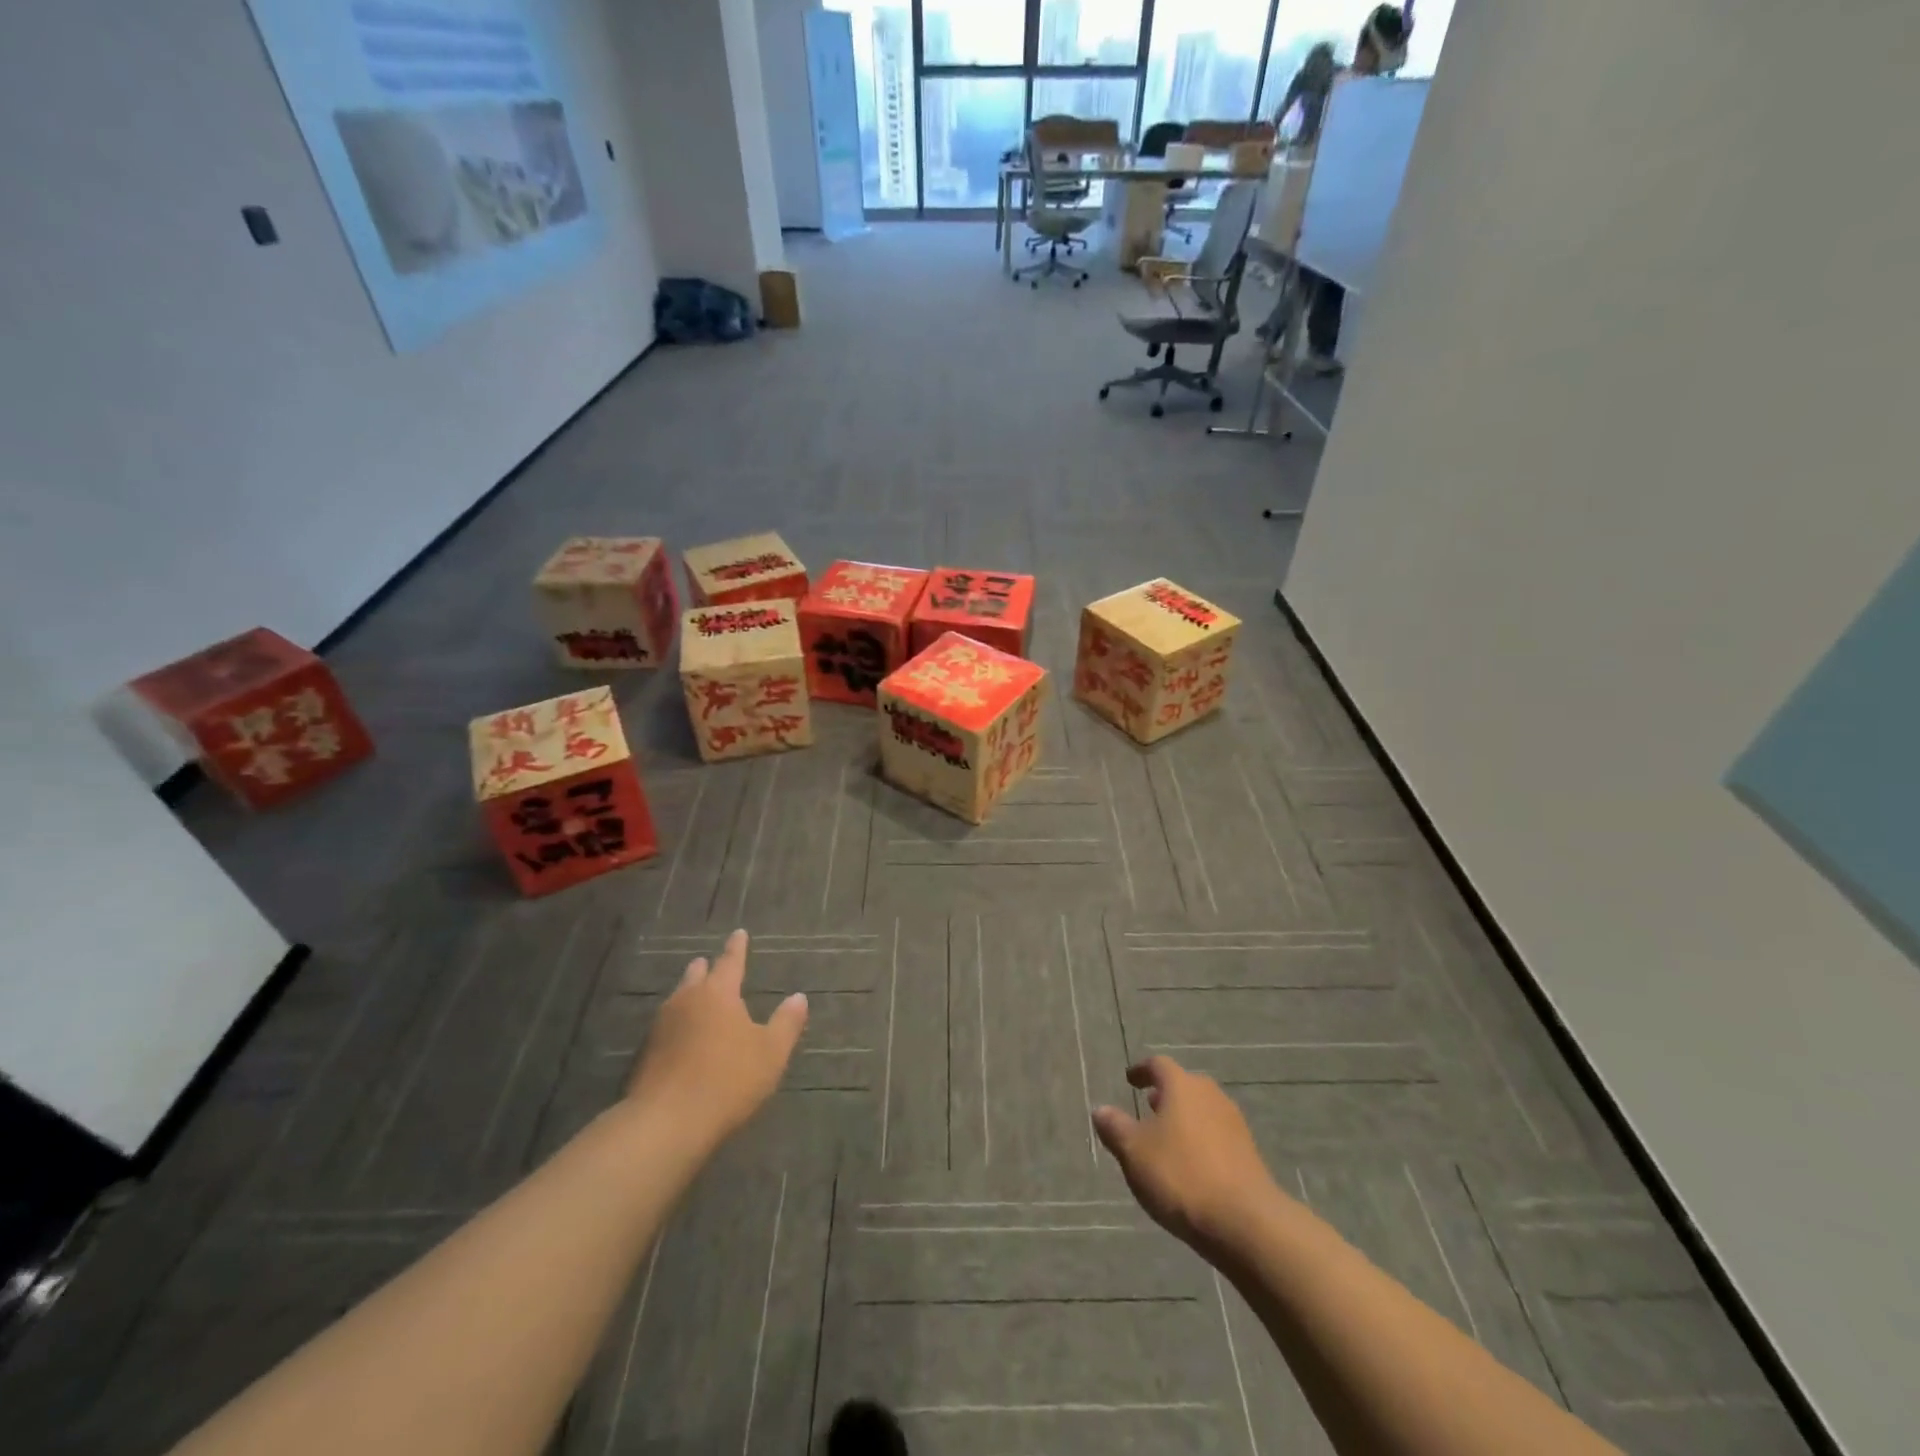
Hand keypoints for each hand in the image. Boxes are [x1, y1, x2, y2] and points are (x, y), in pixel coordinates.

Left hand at [625, 929, 807, 1144]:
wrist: (666, 1123)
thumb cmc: (728, 1080)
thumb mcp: (771, 1053)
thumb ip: (786, 1023)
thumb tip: (799, 997)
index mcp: (718, 993)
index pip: (730, 962)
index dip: (737, 948)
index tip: (739, 933)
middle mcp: (686, 1001)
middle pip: (696, 977)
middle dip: (706, 969)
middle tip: (709, 962)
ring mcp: (661, 1027)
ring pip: (678, 1000)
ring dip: (689, 994)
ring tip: (696, 994)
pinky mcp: (646, 1055)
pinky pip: (667, 1026)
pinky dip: (679, 1023)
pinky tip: (682, 1036)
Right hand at [1092, 1056, 1284, 1253]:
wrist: (1246, 1222)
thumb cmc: (1181, 1176)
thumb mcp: (1134, 1152)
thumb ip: (1115, 1127)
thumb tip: (1100, 1109)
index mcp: (1181, 1086)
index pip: (1158, 1065)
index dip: (1141, 1071)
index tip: (1130, 1080)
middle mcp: (1210, 1095)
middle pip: (1184, 1085)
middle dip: (1165, 1094)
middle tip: (1148, 1107)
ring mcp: (1234, 1123)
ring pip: (1202, 1110)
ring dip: (1184, 1118)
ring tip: (1167, 1138)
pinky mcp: (1249, 1153)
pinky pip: (1217, 1135)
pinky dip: (1200, 1140)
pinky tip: (1192, 1164)